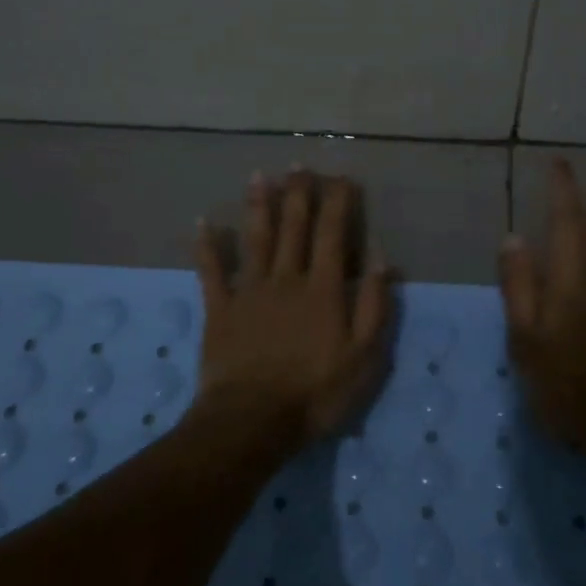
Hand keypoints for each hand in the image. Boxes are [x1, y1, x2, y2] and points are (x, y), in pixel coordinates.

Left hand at [192, 169, 394, 443]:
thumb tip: (381, 258)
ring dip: (258, 205)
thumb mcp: (365, 357)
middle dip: (299, 193)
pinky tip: (204, 222)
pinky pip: (212, 271)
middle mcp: (287, 279)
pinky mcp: (220, 310)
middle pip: (294, 227)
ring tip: (260, 175)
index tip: (341, 177)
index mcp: (324, 289)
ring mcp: (249, 292)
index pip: (334, 235)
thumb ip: (375, 305)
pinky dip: (208, 246)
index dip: (338, 203)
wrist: (252, 421)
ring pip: (255, 239)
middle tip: (300, 164)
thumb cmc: (316, 393)